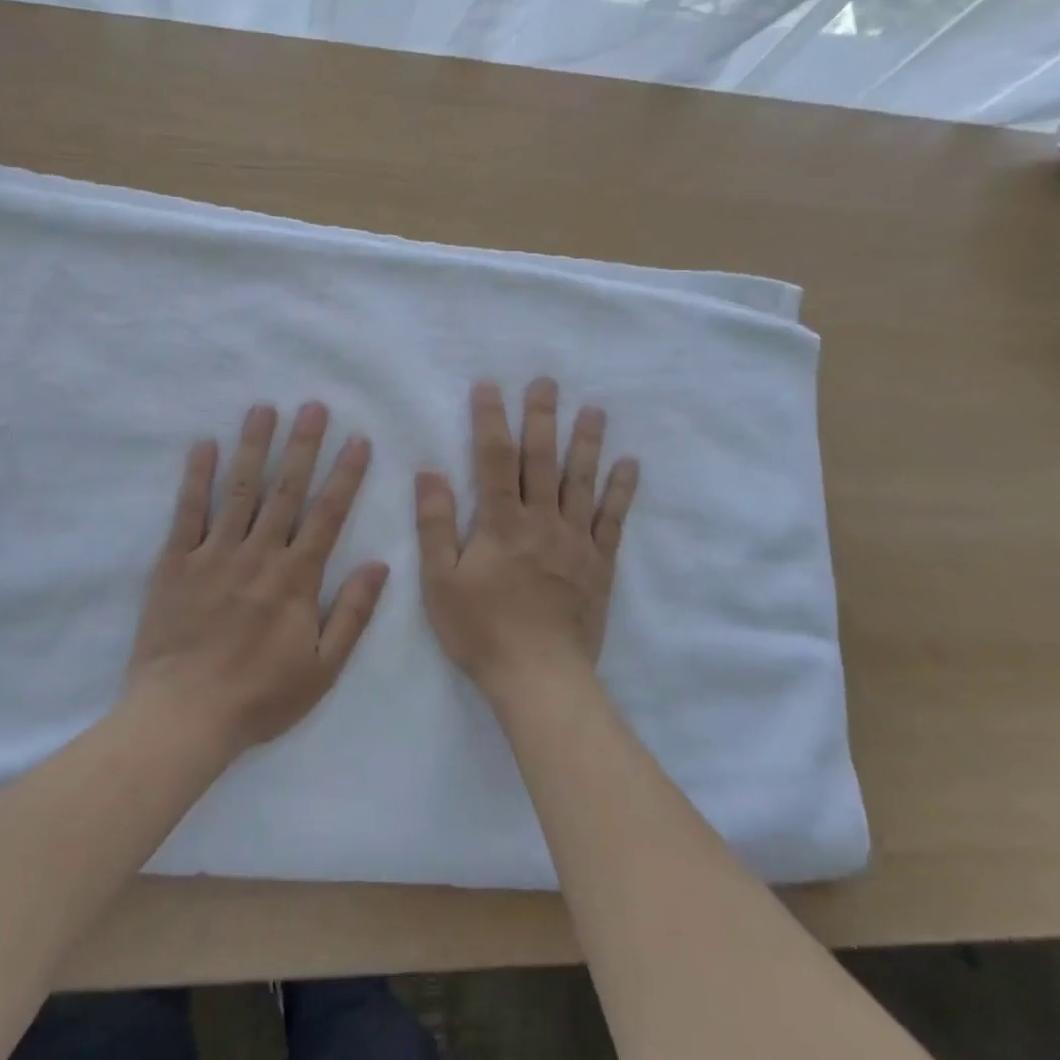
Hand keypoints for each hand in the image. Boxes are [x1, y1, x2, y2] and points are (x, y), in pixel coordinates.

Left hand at [128, 401, 386, 754]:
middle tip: (314, 406)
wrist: (183, 717)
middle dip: (303, 445)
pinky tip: (203, 444)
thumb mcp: (323, 669)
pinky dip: (196, 477)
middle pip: (286, 490)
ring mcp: (214, 554)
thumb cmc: (259, 696)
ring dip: (254, 446)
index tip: (358, 440)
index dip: (346, 474)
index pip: (328, 514)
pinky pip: (187, 512)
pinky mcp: (176, 561)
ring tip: (264, 408)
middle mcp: (259, 554)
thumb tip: (381, 564)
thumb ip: (353, 614)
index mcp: (296, 578)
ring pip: (239, 489)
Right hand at [416, 379, 638, 702]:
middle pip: (541, 460)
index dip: (490, 420)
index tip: (489, 386)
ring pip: (581, 481)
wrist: (539, 677)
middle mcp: (541, 521)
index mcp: (501, 523)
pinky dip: (621, 490)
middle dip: (541, 417)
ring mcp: (576, 540)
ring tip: (593, 409)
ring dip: (586, 442)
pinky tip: (629, 464)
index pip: (494, 459)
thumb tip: (430, 472)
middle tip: (547, 382)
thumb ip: (435, 524)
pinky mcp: (599, 563)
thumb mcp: (440, 581)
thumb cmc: (482, 630)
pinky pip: (613, 519)